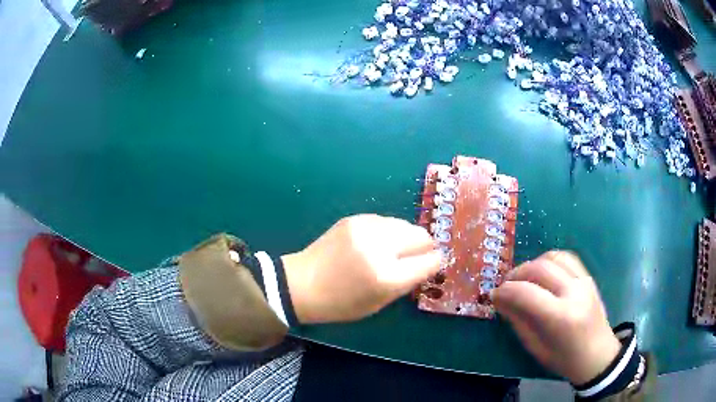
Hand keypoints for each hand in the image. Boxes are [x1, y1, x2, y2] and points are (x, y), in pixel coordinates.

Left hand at [282, 214, 441, 323]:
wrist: (302, 283)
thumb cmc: (341, 303)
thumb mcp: (379, 303)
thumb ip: (407, 281)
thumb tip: (429, 262)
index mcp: (387, 277)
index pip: (429, 261)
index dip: (435, 262)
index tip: (434, 263)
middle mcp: (380, 247)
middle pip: (422, 236)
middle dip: (424, 247)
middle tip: (415, 257)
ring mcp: (366, 228)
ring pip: (405, 225)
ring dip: (406, 238)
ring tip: (393, 251)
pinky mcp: (355, 218)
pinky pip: (386, 221)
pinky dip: (388, 232)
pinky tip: (375, 243)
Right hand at [491, 251, 620, 384]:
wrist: (597, 354)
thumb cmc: (564, 359)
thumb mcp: (536, 347)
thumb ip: (518, 321)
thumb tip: (500, 300)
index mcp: (560, 318)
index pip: (527, 293)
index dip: (505, 291)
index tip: (493, 295)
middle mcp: (574, 293)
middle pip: (540, 268)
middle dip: (516, 274)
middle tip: (504, 285)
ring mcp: (584, 281)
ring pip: (553, 257)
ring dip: (533, 263)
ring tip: (523, 277)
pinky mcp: (588, 276)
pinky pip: (566, 258)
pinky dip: (549, 260)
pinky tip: (542, 272)